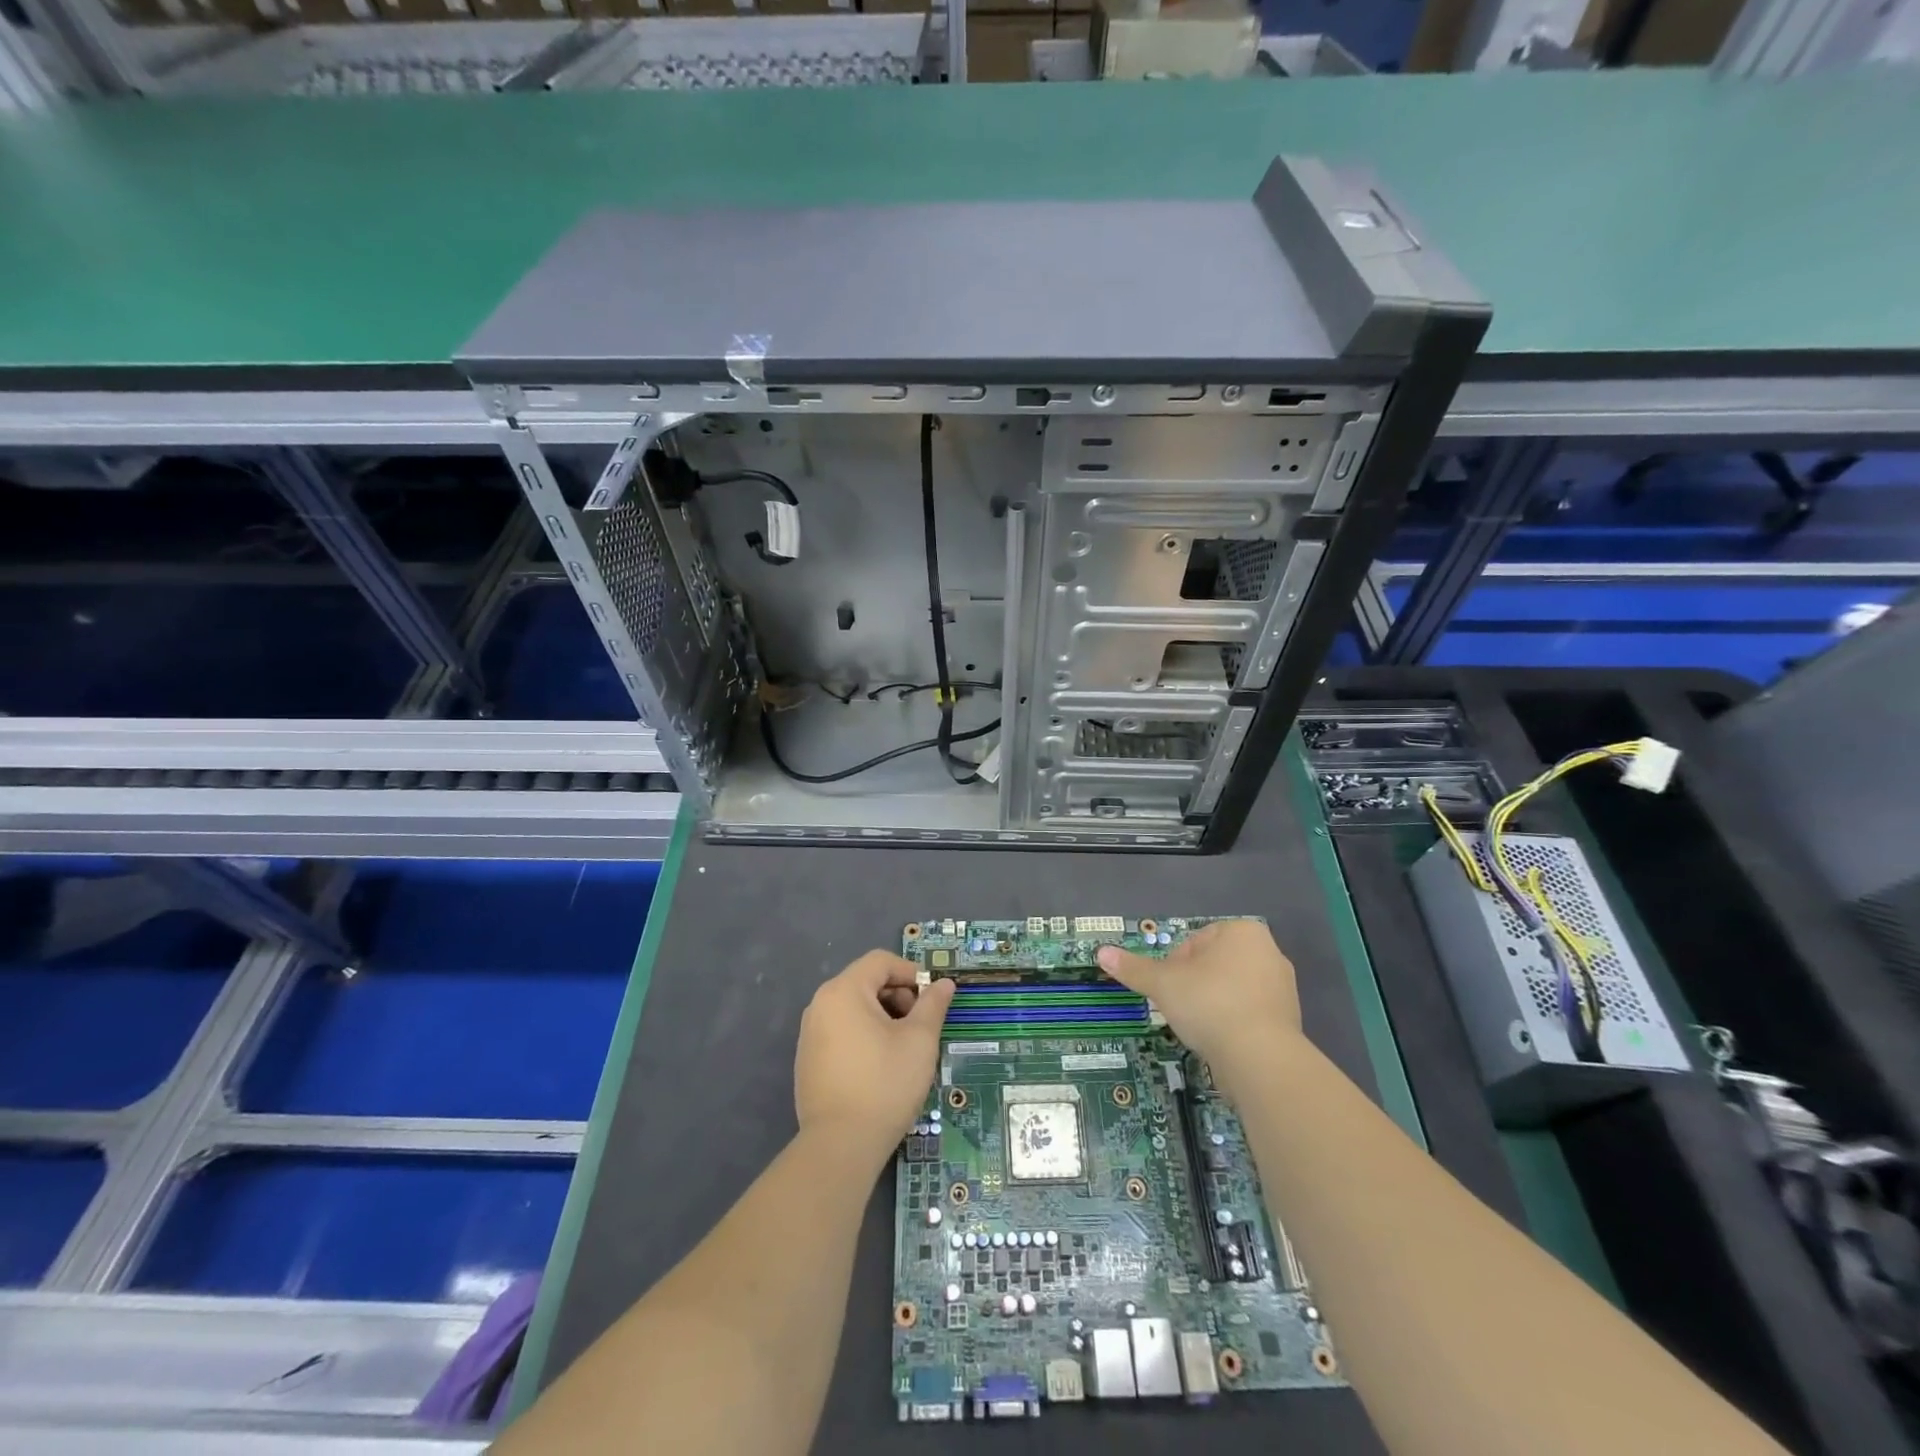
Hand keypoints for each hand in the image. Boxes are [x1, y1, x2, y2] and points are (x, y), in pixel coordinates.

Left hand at [795, 951, 954, 1162]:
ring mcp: (810, 1033)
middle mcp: (820, 1004)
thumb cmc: (885, 1083)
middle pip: (866, 982)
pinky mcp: (808, 1060)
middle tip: (920, 1026)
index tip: (932, 998)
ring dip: (883, 1017)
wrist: (840, 1146)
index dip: (911, 972)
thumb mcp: (919, 1041)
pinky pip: (841, 1031)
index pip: (881, 961)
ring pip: (854, 1008)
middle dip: (898, 996)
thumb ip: (933, 1005)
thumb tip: (944, 984)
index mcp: (844, 991)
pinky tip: (881, 1066)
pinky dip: (864, 1036)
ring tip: (904, 1048)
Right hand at [1097, 920, 1300, 1089]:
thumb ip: (1133, 968)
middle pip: (1213, 964)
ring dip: (1211, 1004)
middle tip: (1179, 1007)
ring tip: (1198, 1027)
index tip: (1169, 987)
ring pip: (1230, 989)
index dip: (1175, 964)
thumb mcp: (1162, 983)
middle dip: (1193, 984)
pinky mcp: (1288, 1020)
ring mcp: (1283, 988)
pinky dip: (1231, 1023)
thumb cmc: (1209, 1004)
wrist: (1260, 1059)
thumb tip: (1101, 952)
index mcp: (1243, 932)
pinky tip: (1219, 1041)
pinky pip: (1249, 1014)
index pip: (1195, 941)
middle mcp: (1269, 952)